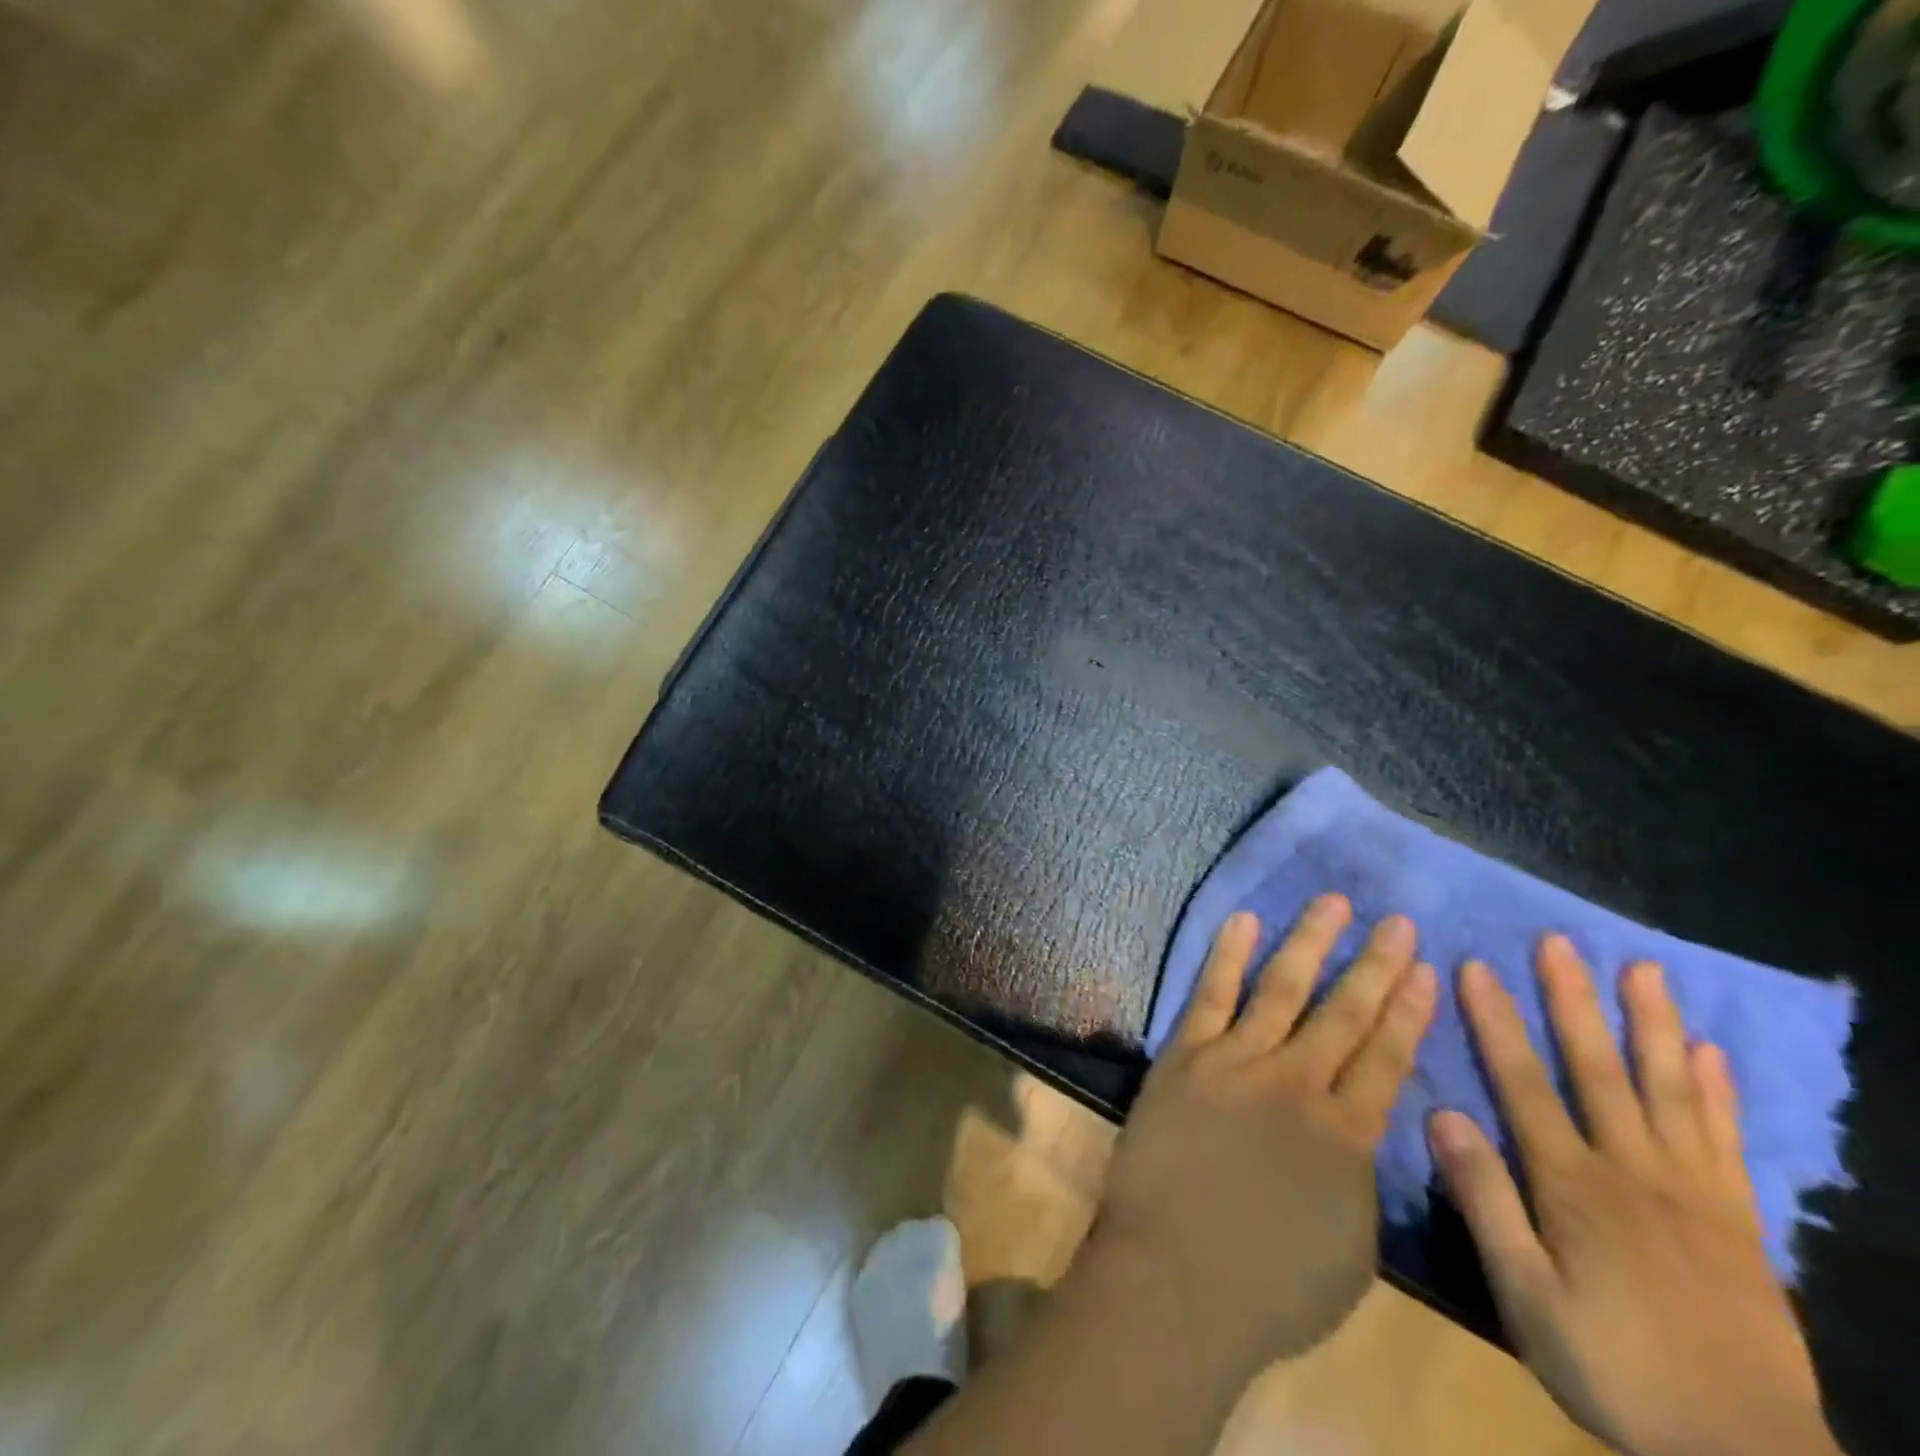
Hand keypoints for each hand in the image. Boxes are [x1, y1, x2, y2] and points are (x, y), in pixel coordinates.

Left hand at [1090, 895, 1437, 1379]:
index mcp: (1348, 1135)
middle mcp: (1298, 1084)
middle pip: (1345, 1012)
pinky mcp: (1186, 1055)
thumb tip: (1359, 1128)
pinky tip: (1244, 921)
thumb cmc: (1269, 1286)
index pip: (1388, 1057)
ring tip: (1334, 903)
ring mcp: (1238, 1061)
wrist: (1175, 1278)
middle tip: (1398, 922)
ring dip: (1311, 942)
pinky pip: (1211, 994)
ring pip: (1283, 988)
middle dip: (1375, 964)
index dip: (1409, 1010)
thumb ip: (1358, 1177)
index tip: (1426, 969)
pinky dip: (1228, 955)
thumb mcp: (1351, 1248)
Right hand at [1432, 937, 1843, 1455]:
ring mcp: (1694, 1192)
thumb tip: (1444, 1116)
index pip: (1523, 1083)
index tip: (1477, 967)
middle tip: (1560, 942)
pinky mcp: (1738, 1221)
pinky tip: (1709, 1053)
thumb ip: (1486, 1203)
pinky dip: (1716, 1093)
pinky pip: (1725, 1142)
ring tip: (1643, 970)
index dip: (1497, 1022)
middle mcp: (1633, 1171)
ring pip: (1668, 1091)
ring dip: (1652, 1025)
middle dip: (1574, 1001)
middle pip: (1598, 1070)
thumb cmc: (1614, 1369)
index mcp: (1573, 1185)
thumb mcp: (1526, 1297)